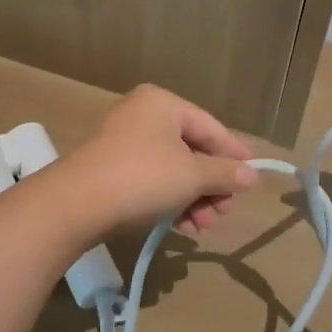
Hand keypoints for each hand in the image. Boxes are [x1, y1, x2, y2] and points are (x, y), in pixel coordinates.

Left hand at [61, 85, 259, 235]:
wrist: (78, 203)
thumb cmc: (143, 177)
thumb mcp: (192, 176)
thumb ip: (224, 174)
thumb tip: (251, 175)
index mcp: (163, 104)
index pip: (211, 127)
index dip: (235, 154)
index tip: (253, 180)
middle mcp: (143, 115)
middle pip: (192, 149)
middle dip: (211, 185)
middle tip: (225, 213)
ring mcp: (125, 141)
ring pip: (173, 169)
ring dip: (193, 198)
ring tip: (203, 227)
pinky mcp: (112, 168)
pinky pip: (152, 180)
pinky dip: (170, 200)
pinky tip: (182, 226)